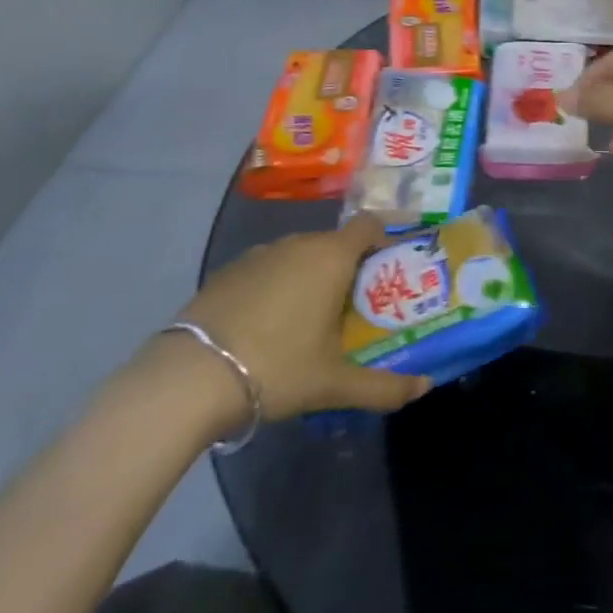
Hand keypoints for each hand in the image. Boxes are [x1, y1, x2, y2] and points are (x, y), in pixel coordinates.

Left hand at [174, 214, 430, 424]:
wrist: (188, 379)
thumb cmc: (277, 367)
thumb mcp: (334, 384)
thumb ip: (384, 386)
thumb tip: (424, 387)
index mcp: (332, 257)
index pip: (369, 225)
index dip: (383, 239)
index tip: (389, 267)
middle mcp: (298, 244)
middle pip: (335, 244)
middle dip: (348, 269)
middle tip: (353, 309)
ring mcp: (259, 255)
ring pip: (299, 257)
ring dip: (310, 278)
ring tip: (309, 322)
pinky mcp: (227, 272)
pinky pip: (266, 270)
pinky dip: (276, 288)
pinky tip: (266, 328)